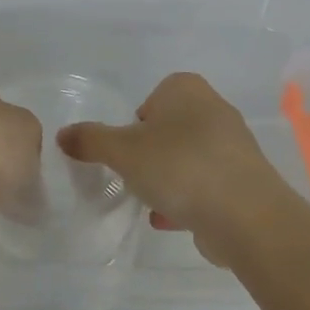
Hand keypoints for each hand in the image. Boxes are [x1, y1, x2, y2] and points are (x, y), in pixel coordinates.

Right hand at [57, 72, 289, 266]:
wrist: (247, 217)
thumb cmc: (179, 167)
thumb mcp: (122, 151)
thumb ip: (90, 140)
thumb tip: (62, 135)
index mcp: (187, 90)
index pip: (153, 95)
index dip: (135, 121)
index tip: (125, 147)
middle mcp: (214, 110)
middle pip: (169, 128)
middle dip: (150, 151)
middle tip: (133, 173)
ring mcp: (233, 147)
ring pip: (187, 158)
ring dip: (167, 178)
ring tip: (148, 200)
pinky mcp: (244, 182)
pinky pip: (204, 185)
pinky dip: (186, 199)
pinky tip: (168, 220)